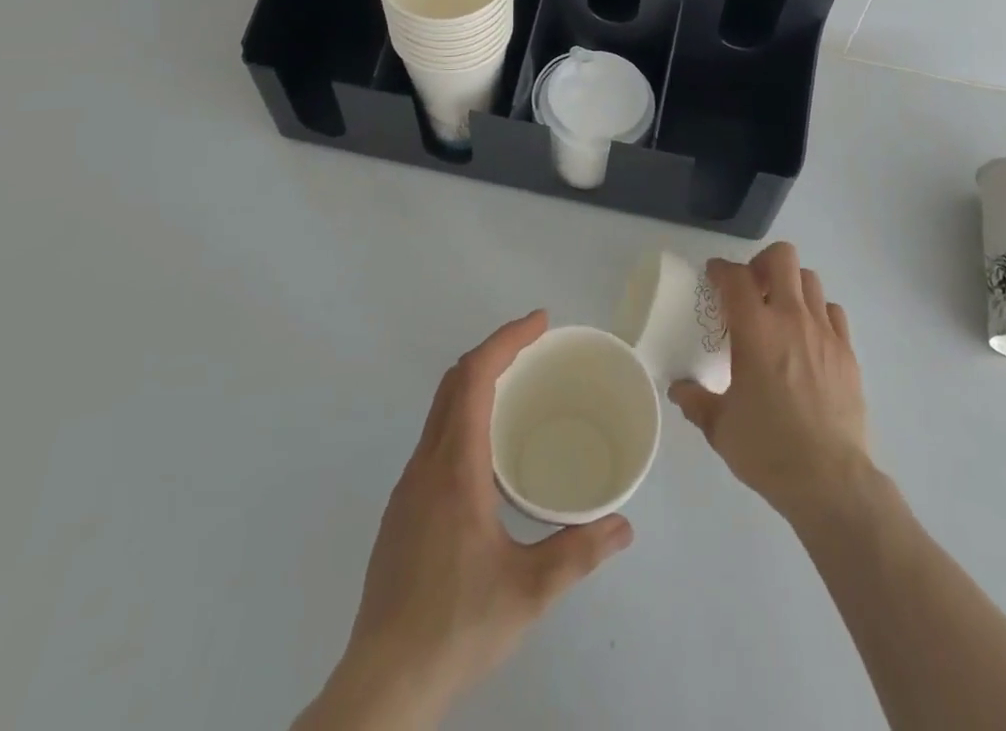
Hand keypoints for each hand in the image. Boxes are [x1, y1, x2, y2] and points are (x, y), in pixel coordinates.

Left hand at [297, 311, 632, 729]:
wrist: (382, 684)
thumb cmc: (456, 626)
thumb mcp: (529, 591)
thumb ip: (579, 552)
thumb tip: (624, 525)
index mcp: (455, 466)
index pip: (475, 377)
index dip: (507, 339)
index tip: (540, 322)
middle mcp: (426, 463)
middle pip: (454, 381)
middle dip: (495, 350)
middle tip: (536, 345)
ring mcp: (409, 486)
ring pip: (440, 408)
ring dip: (476, 381)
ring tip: (518, 387)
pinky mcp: (402, 510)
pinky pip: (435, 436)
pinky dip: (464, 414)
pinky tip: (488, 450)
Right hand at [670, 242, 869, 519]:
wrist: (830, 480)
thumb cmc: (768, 449)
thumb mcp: (720, 427)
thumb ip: (696, 401)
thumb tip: (678, 389)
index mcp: (755, 330)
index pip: (735, 276)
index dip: (721, 269)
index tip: (713, 276)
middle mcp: (791, 318)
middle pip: (781, 258)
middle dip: (762, 263)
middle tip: (751, 288)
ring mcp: (824, 332)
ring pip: (810, 279)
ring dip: (791, 285)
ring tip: (780, 310)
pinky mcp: (848, 352)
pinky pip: (833, 312)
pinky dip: (818, 312)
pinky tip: (809, 337)